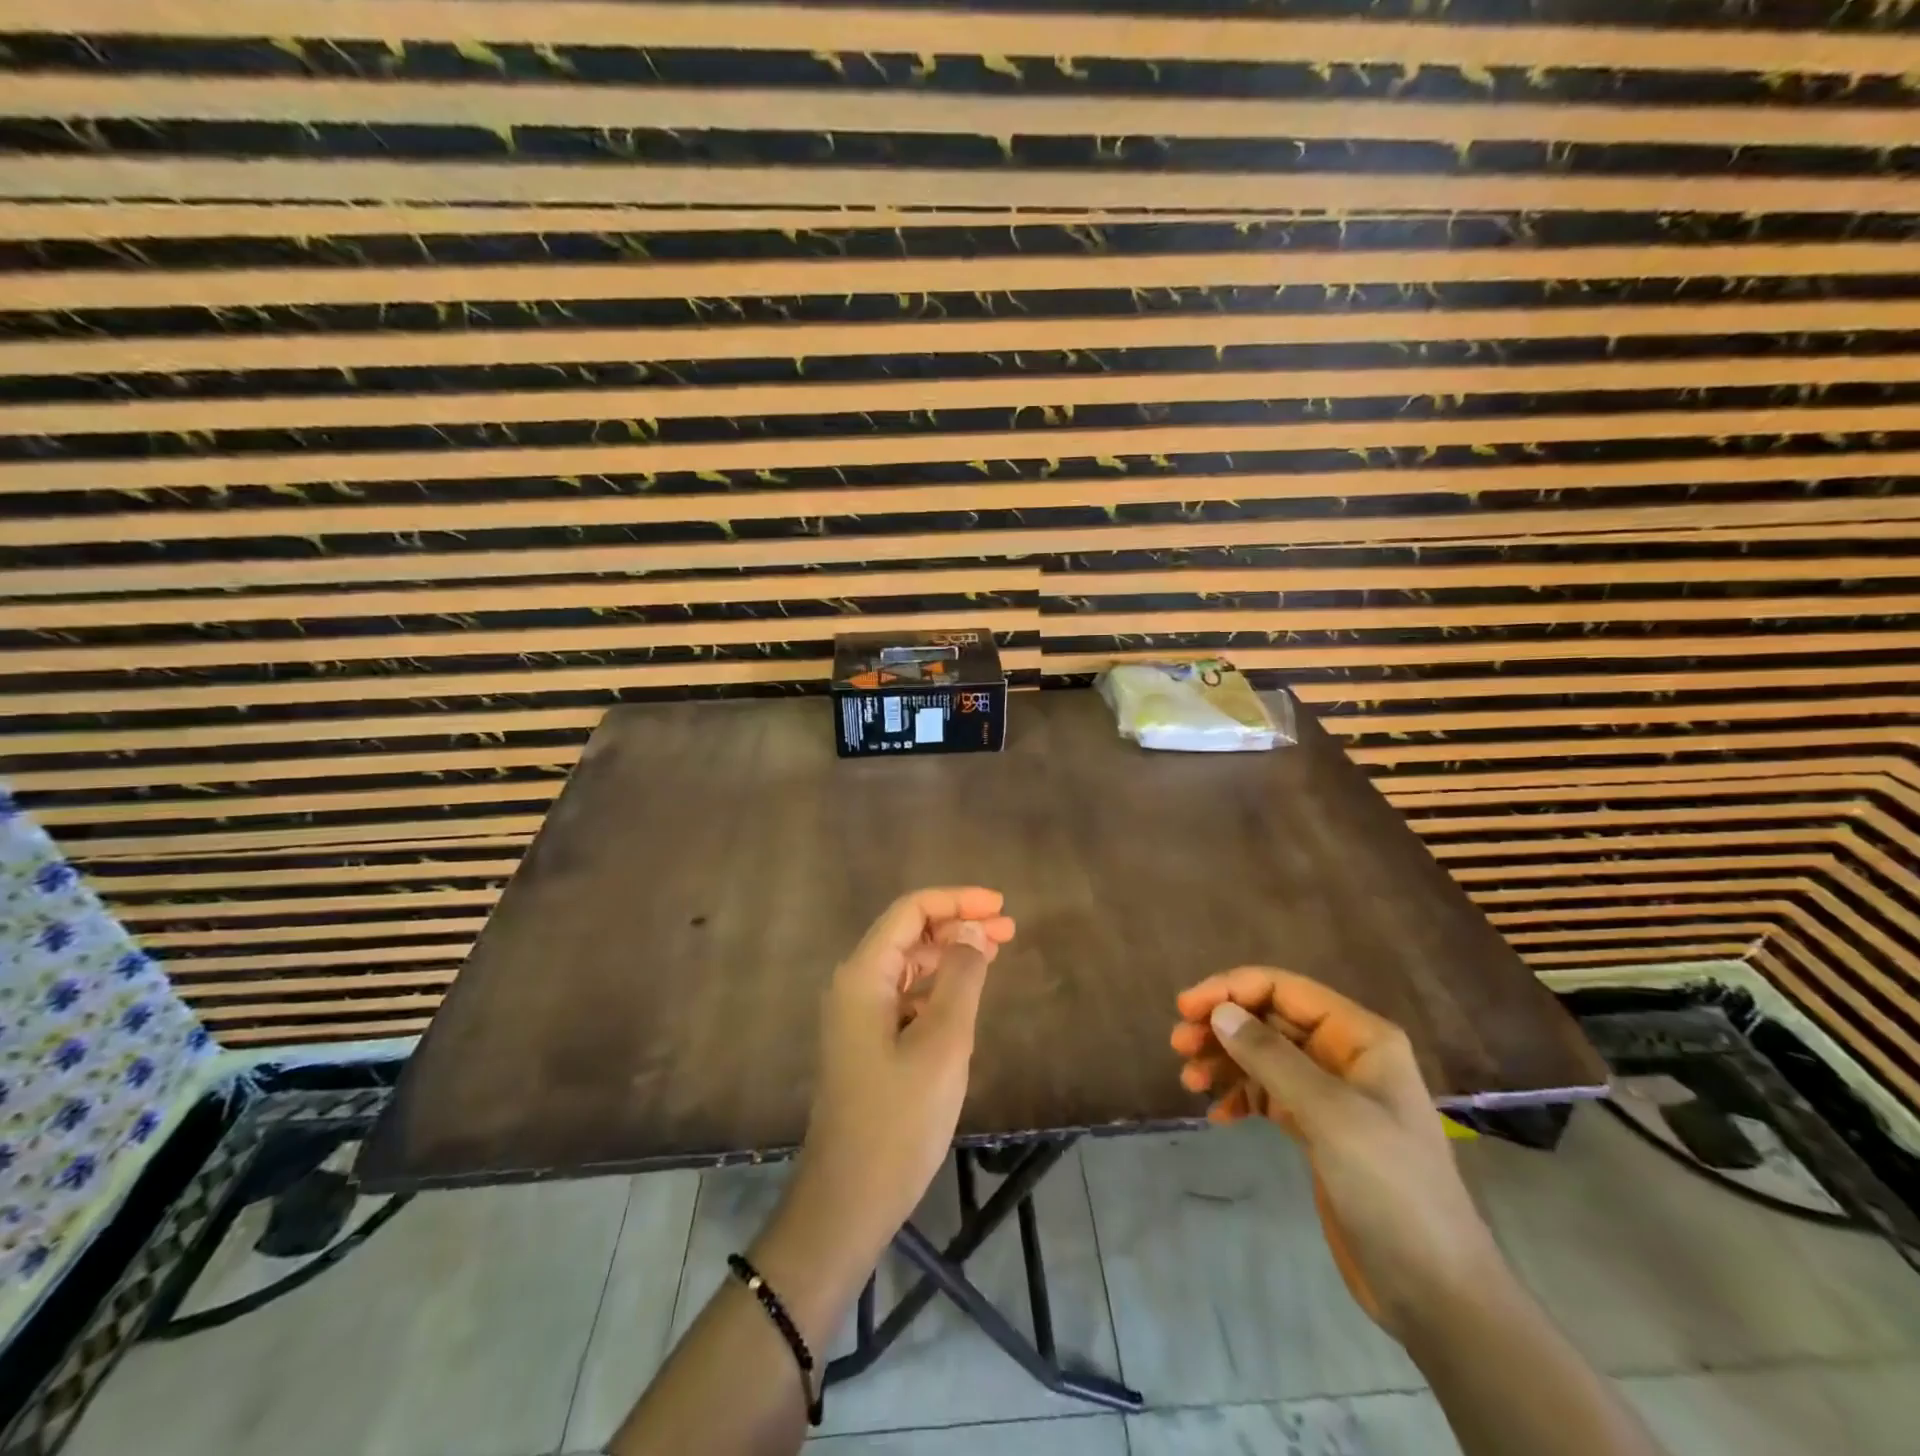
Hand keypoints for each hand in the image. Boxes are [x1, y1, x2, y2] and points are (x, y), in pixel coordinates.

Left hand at [791, 887, 1015, 1249]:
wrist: (849, 1198)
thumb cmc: (899, 1119)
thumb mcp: (942, 1043)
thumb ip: (961, 978)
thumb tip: (973, 930)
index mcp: (864, 975)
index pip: (910, 911)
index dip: (957, 900)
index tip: (1001, 905)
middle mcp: (855, 984)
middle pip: (909, 933)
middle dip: (958, 923)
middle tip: (1009, 928)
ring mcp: (858, 1014)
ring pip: (909, 963)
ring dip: (951, 953)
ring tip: (996, 952)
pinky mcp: (867, 1041)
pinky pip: (906, 994)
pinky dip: (938, 985)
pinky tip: (967, 995)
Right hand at [1171, 968, 1502, 1340]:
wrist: (1435, 1292)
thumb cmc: (1391, 1189)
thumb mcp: (1331, 1115)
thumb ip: (1272, 1057)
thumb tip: (1220, 1013)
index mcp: (1360, 1036)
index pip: (1284, 989)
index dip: (1231, 990)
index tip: (1186, 1008)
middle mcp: (1345, 1055)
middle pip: (1269, 1020)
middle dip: (1222, 1027)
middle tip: (1178, 1045)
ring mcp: (1332, 1094)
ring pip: (1264, 1056)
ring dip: (1224, 1061)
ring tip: (1189, 1080)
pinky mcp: (1318, 1131)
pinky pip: (1268, 1095)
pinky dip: (1240, 1098)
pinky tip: (1217, 1116)